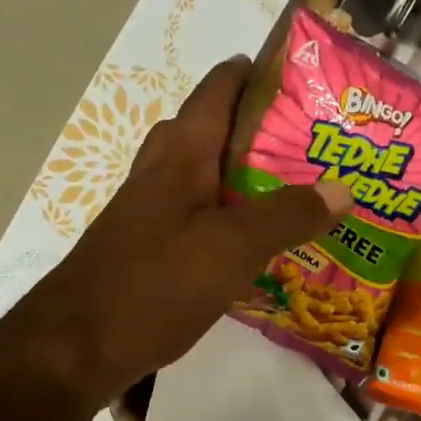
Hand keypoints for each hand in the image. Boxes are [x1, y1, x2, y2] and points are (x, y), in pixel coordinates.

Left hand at [0, 58, 347, 409]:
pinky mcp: (151, 248)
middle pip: (216, 131)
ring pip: (208, 178)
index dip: (260, 73)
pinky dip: (233, 220)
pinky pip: (201, 218)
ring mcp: (152, 211)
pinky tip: (261, 246)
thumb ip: (288, 216)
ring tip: (301, 192)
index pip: (220, 88)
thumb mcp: (232, 247)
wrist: (76, 347)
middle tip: (316, 144)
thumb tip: (344, 188)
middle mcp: (163, 171)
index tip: (308, 78)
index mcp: (181, 153)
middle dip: (264, 131)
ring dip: (250, 179)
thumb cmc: (154, 284)